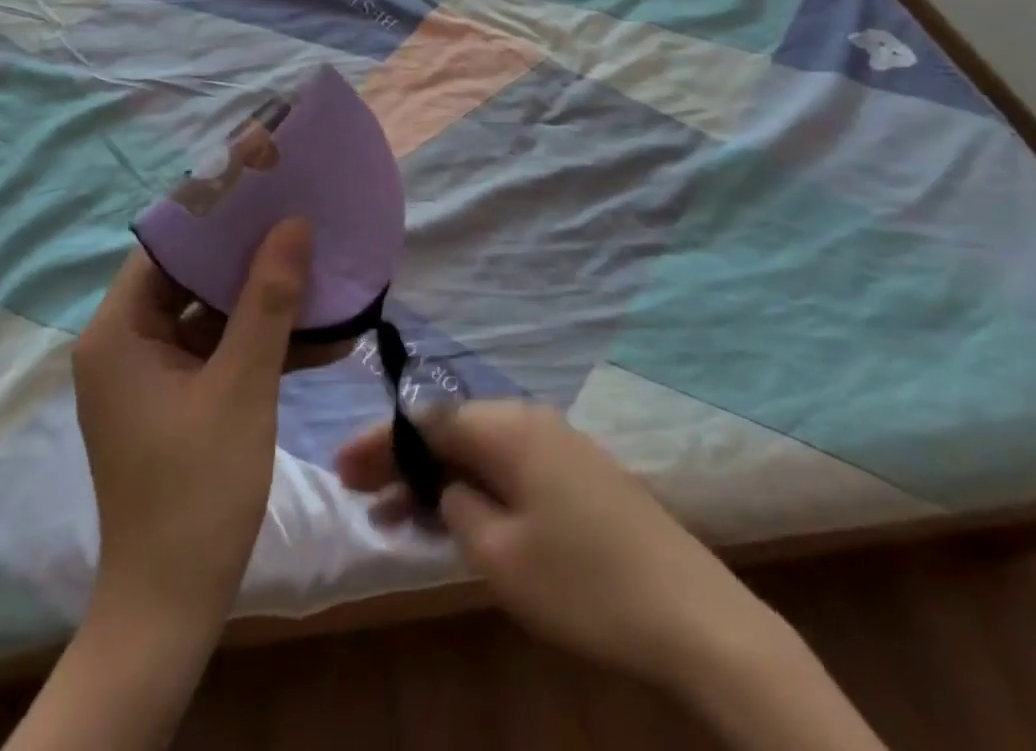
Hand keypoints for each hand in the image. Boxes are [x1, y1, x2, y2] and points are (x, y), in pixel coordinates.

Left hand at [73, 218, 322, 642]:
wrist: (172, 606)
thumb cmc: (198, 489)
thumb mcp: (242, 385)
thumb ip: (268, 301)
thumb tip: (293, 224)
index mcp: (119, 332)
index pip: (165, 246)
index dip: (214, 213)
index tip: (264, 185)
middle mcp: (126, 343)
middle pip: (190, 276)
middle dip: (248, 254)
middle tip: (301, 219)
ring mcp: (151, 373)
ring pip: (211, 314)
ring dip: (264, 301)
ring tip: (320, 269)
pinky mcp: (175, 398)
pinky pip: (218, 351)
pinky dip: (260, 343)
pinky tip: (320, 335)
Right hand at [334, 399, 781, 690]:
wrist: (693, 615)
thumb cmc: (584, 582)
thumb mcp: (499, 554)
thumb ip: (456, 507)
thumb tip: (445, 487)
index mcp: (507, 427)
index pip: (426, 421)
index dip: (380, 443)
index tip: (342, 470)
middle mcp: (530, 421)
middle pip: (451, 430)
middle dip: (405, 460)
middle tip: (362, 494)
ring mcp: (559, 445)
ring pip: (479, 451)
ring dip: (438, 479)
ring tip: (398, 517)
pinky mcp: (579, 475)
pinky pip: (509, 469)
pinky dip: (474, 489)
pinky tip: (456, 521)